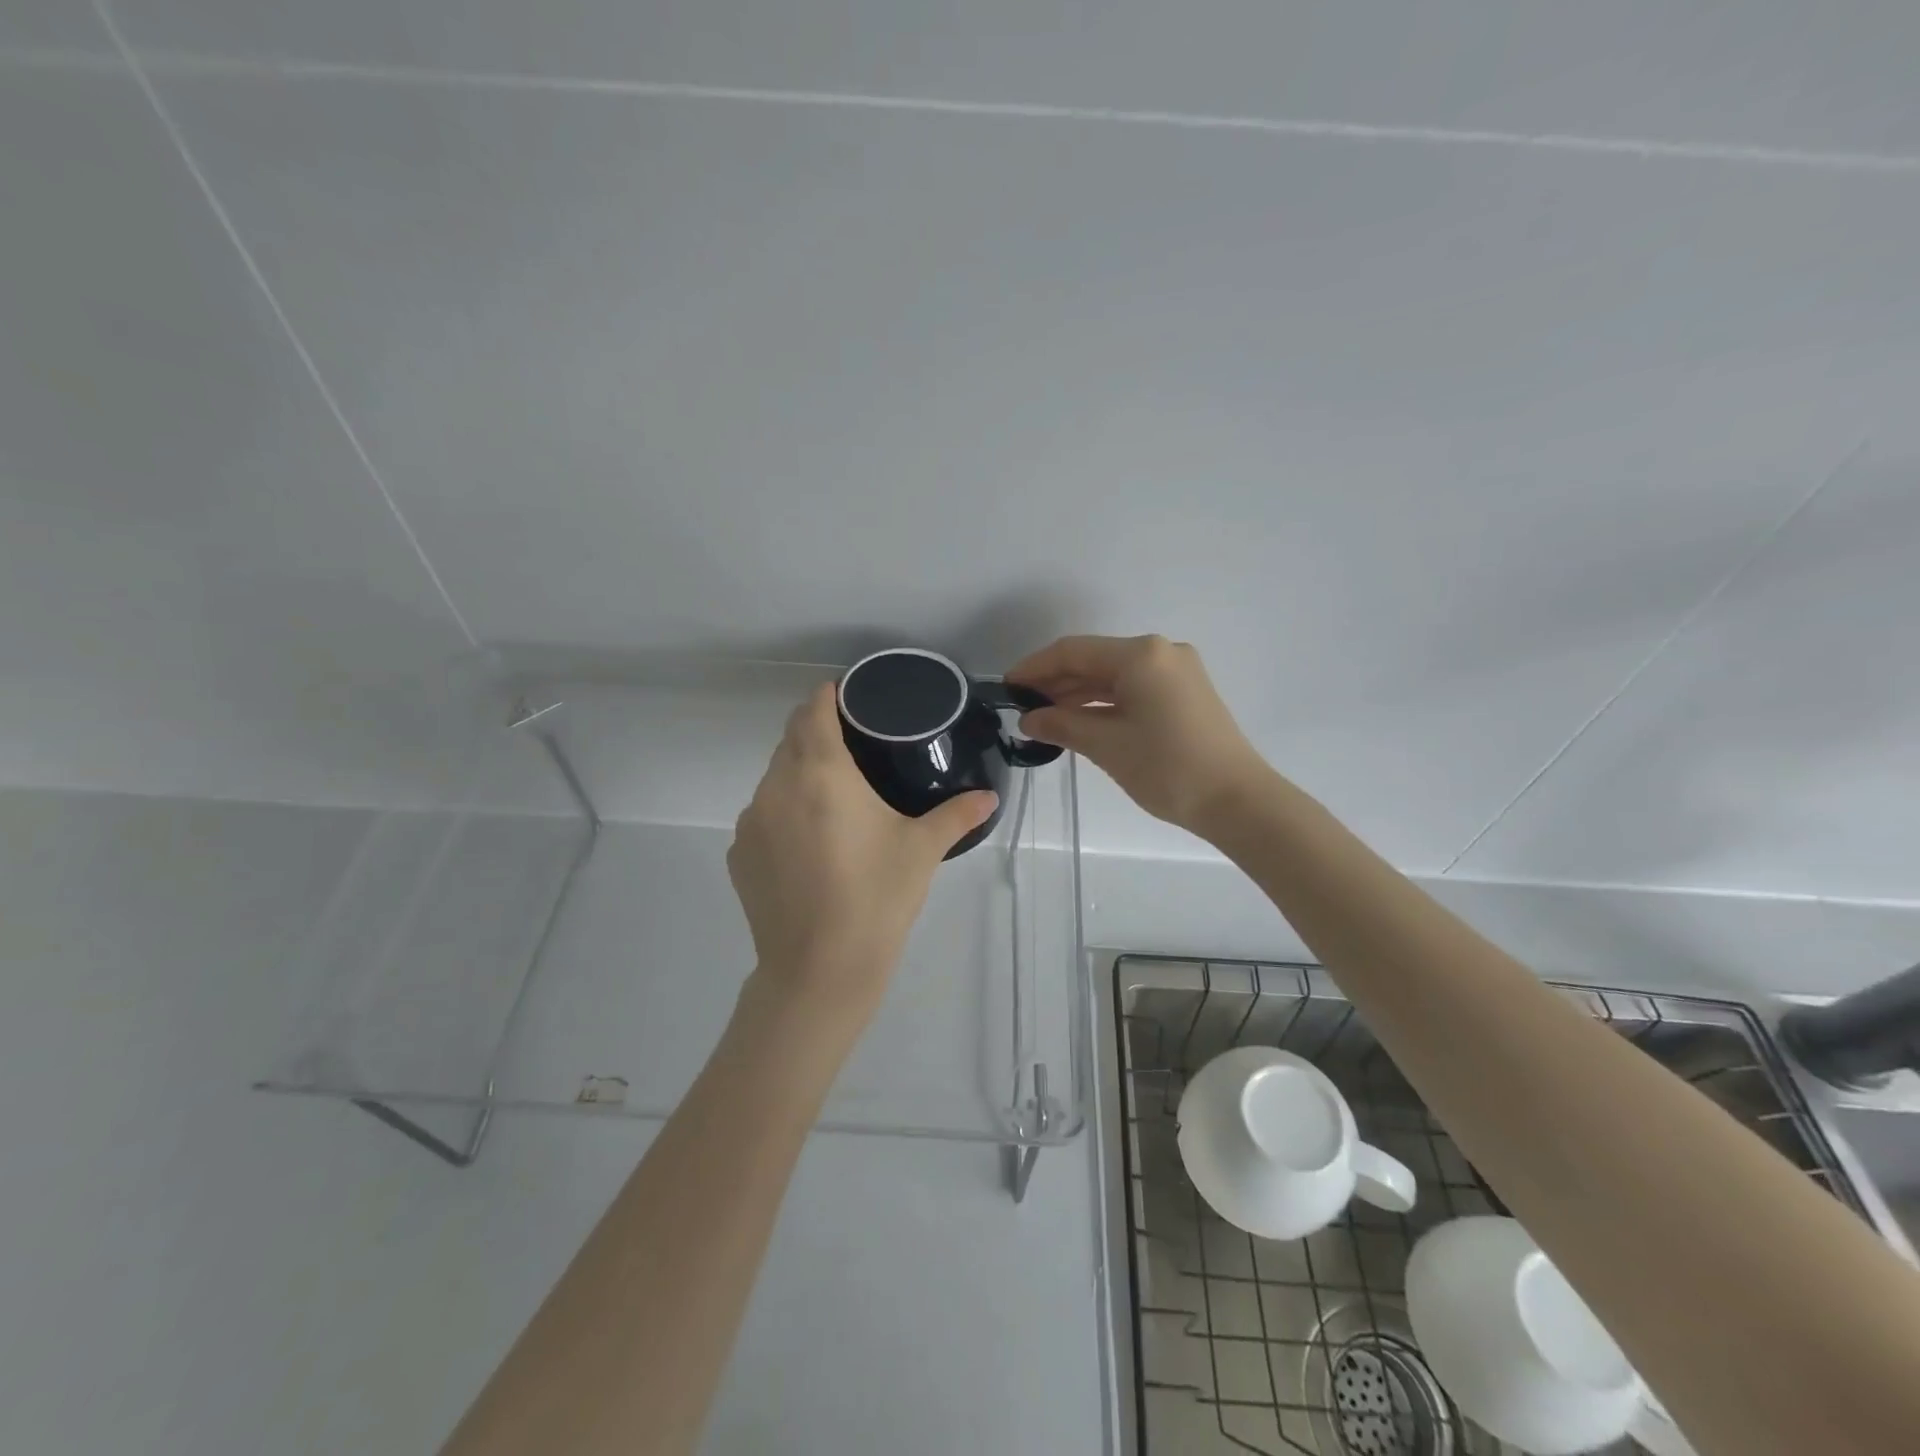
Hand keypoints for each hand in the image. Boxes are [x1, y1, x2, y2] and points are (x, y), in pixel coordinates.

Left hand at [728, 683, 997, 1019]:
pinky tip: (808, 843)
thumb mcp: (922, 851)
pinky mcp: (738, 854)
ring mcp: (751, 822)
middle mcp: (777, 786)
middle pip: (791, 739)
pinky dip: (783, 812)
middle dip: (816, 731)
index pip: (814, 711)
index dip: (828, 696)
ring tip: (832, 797)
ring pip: (774, 777)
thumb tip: (990, 796)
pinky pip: (761, 815)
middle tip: (852, 745)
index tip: (848, 696)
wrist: (819, 970)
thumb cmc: (876, 898)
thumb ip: (957, 814)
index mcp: (822, 774)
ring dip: (798, 773)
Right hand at [1008, 635, 1268, 835]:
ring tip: (1046, 718)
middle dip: (1057, 682)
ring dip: (1079, 694)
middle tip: (1023, 708)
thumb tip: (1030, 719)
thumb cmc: (1167, 768)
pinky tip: (1081, 720)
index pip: (1073, 651)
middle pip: (1095, 660)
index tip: (1008, 688)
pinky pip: (1134, 688)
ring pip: (1114, 675)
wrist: (1237, 801)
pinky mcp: (1185, 693)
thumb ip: (1062, 725)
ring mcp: (1177, 671)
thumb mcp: (1106, 745)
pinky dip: (1105, 702)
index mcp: (1141, 655)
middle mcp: (1160, 652)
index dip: (1035, 667)